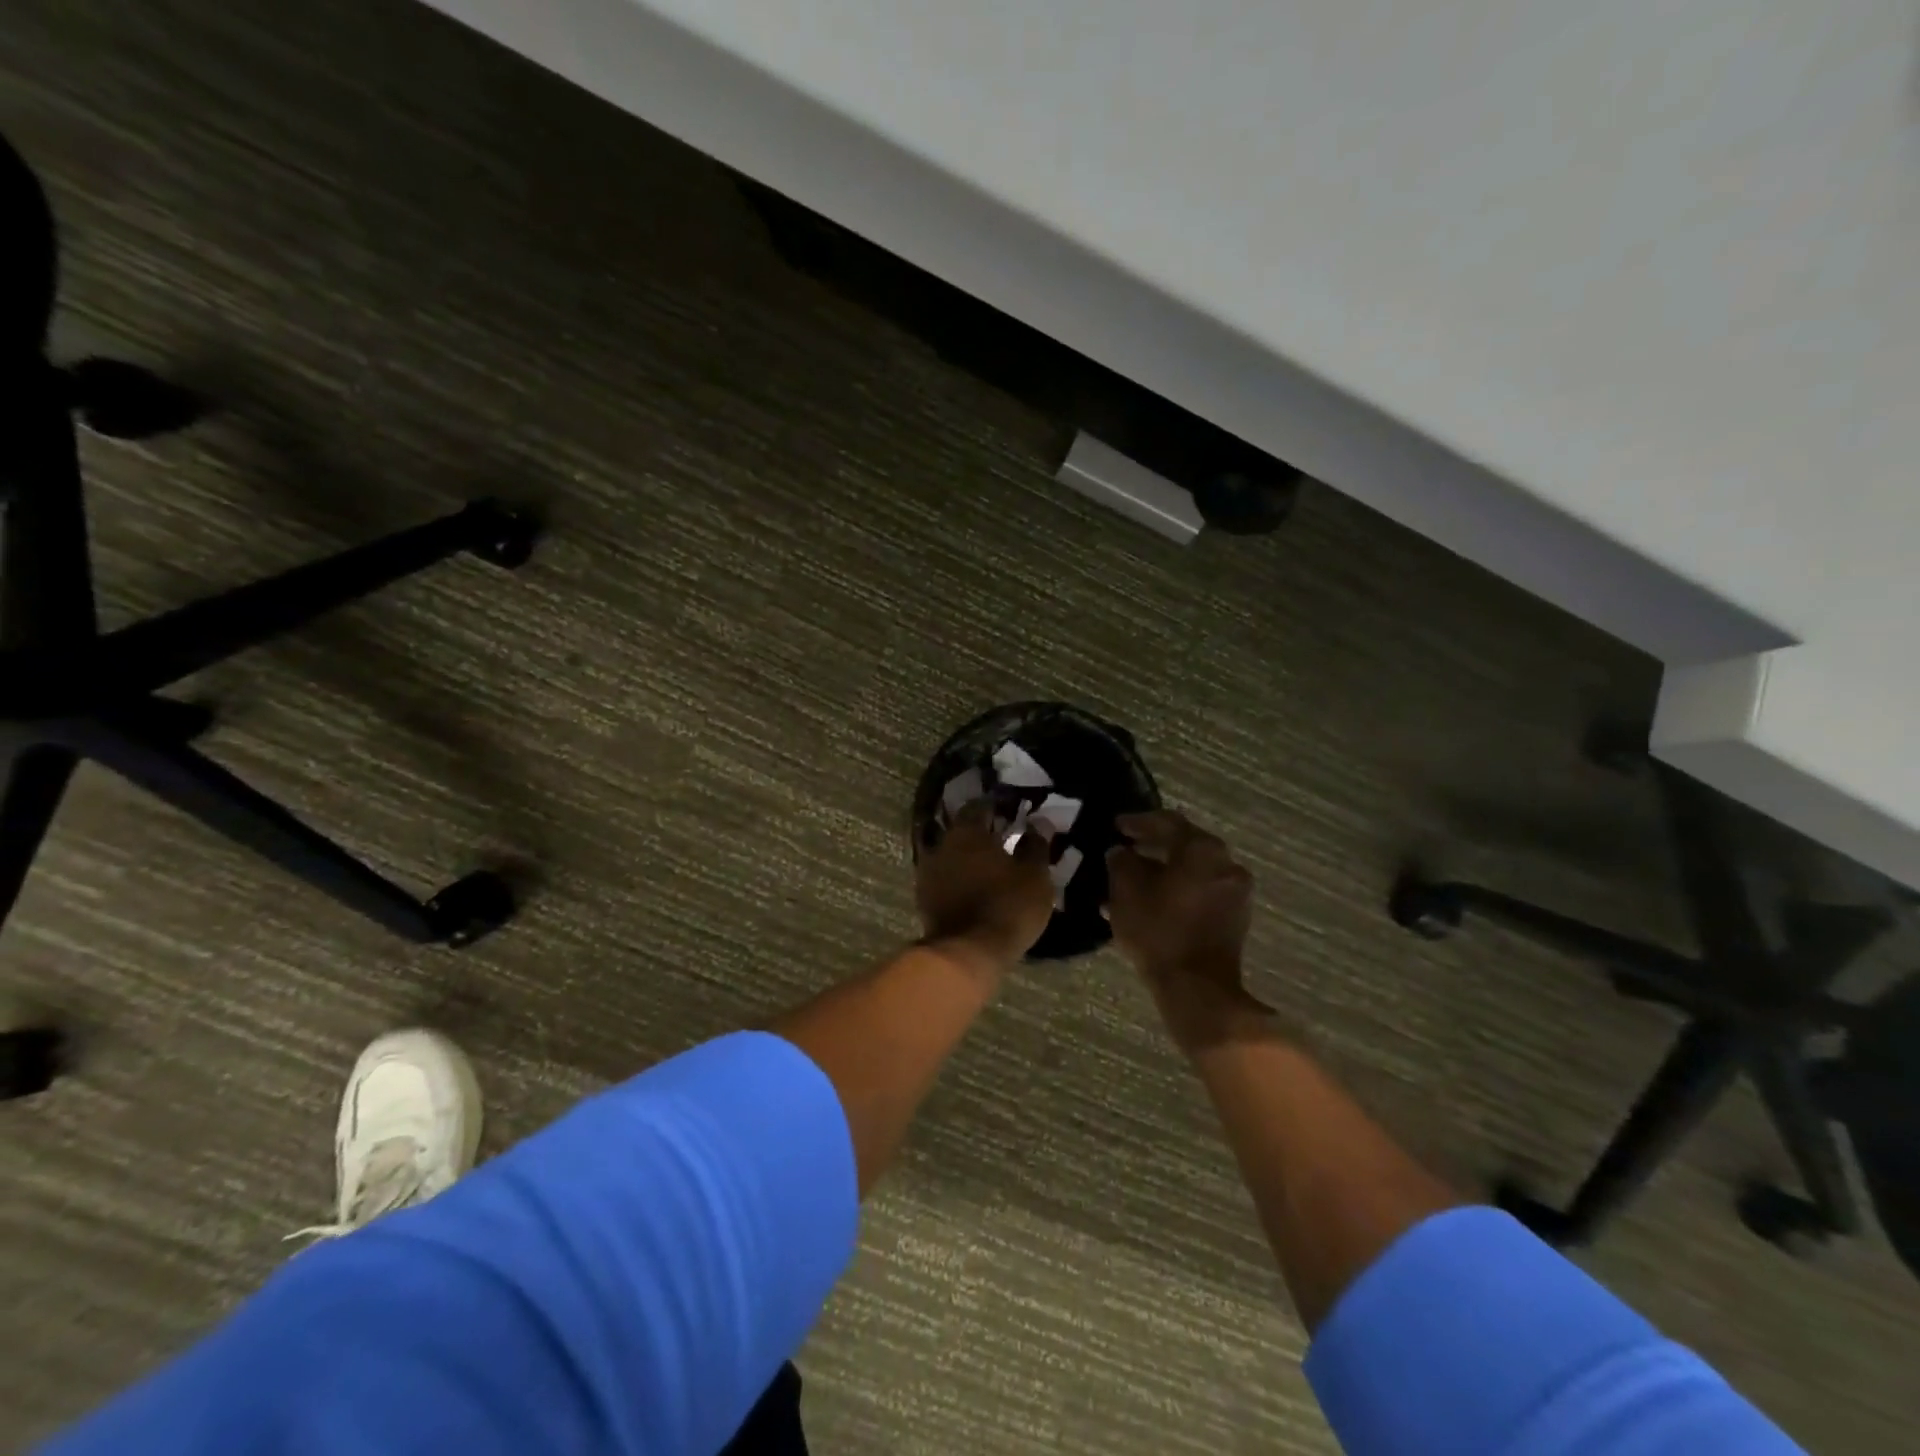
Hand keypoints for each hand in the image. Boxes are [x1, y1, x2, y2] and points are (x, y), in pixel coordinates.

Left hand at [916, 801, 1055, 971]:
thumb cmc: (1007, 906)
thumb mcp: (1034, 875)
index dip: (997, 807)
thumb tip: (1039, 823)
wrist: (968, 953)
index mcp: (967, 831)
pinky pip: (944, 877)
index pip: (980, 806)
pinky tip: (973, 885)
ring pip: (951, 853)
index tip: (1013, 812)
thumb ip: (1036, 845)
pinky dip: (958, 876)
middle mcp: (942, 844)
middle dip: (981, 831)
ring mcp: (928, 872)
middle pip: (962, 829)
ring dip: (967, 855)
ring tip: (989, 864)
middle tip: (1003, 838)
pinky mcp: (924, 898)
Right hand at [1106, 811, 1268, 1051]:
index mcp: (1201, 848)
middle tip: (1127, 849)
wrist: (1197, 988)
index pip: (1167, 822)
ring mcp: (1236, 890)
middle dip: (1154, 846)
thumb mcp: (1125, 891)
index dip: (1138, 822)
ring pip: (1194, 870)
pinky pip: (1203, 890)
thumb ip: (1121, 862)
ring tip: (1137, 879)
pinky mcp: (1237, 916)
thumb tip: (1121, 851)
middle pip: (1185, 844)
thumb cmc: (1158, 931)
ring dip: (1167, 870)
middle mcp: (1226, 862)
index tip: (1117, 826)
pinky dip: (1181, 889)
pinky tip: (1156, 901)